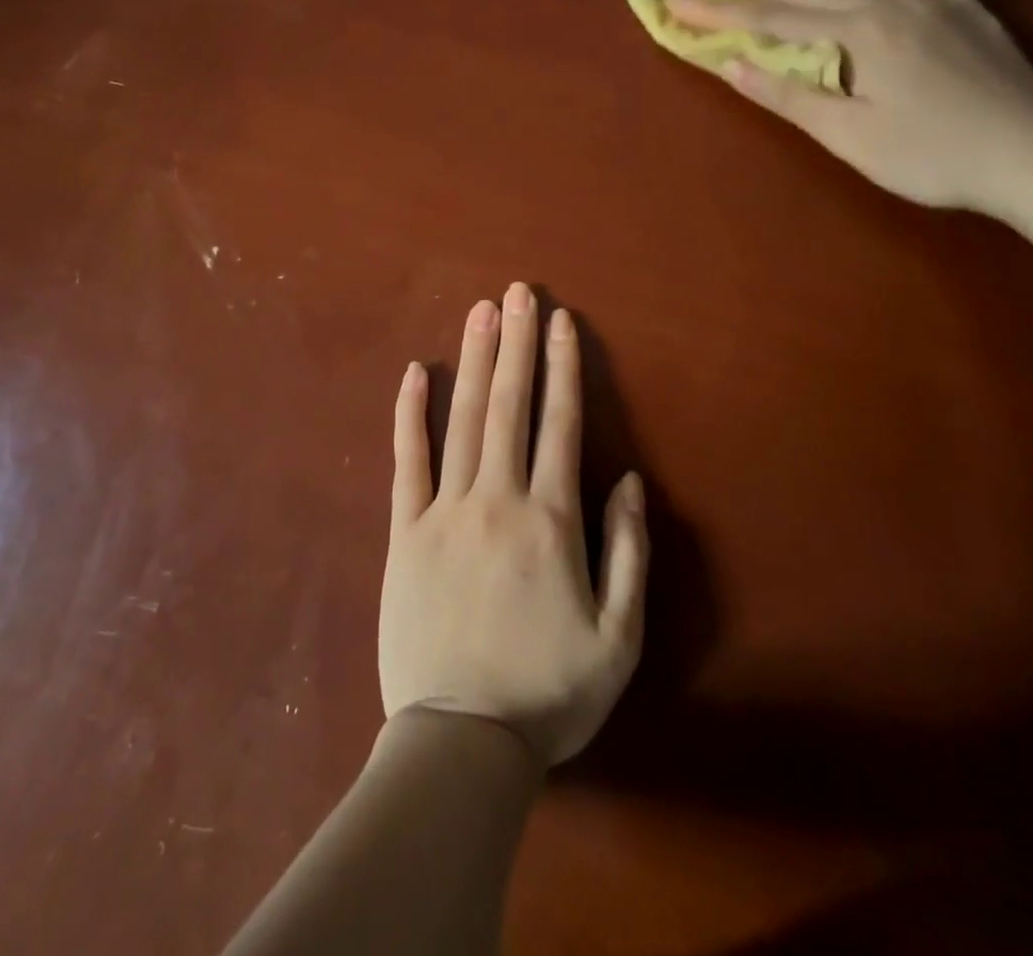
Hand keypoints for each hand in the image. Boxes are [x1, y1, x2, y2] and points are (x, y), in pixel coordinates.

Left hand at [381, 285, 648, 767]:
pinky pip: (407, 461)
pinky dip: (410, 414)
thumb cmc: (548, 694)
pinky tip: (415, 372)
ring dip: (474, 360)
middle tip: (518, 291)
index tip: (560, 321)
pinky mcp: (404, 531)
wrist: (460, 740)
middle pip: (510, 405)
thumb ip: (628, 552)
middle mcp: (498, 498)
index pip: (560, 424)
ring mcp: (445, 510)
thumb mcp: (619, 637)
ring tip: (481, 311)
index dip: (562, 368)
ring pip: (463, 419)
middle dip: (517, 344)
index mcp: (551, 520)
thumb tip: (627, 480)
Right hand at [667, 0, 1032, 213]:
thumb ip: (789, 96)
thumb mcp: (848, 135)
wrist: (1030, 156)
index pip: (772, 17)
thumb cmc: (929, 156)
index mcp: (859, 32)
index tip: (676, 0)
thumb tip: (732, 65)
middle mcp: (890, 1)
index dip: (720, 11)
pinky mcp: (961, 5)